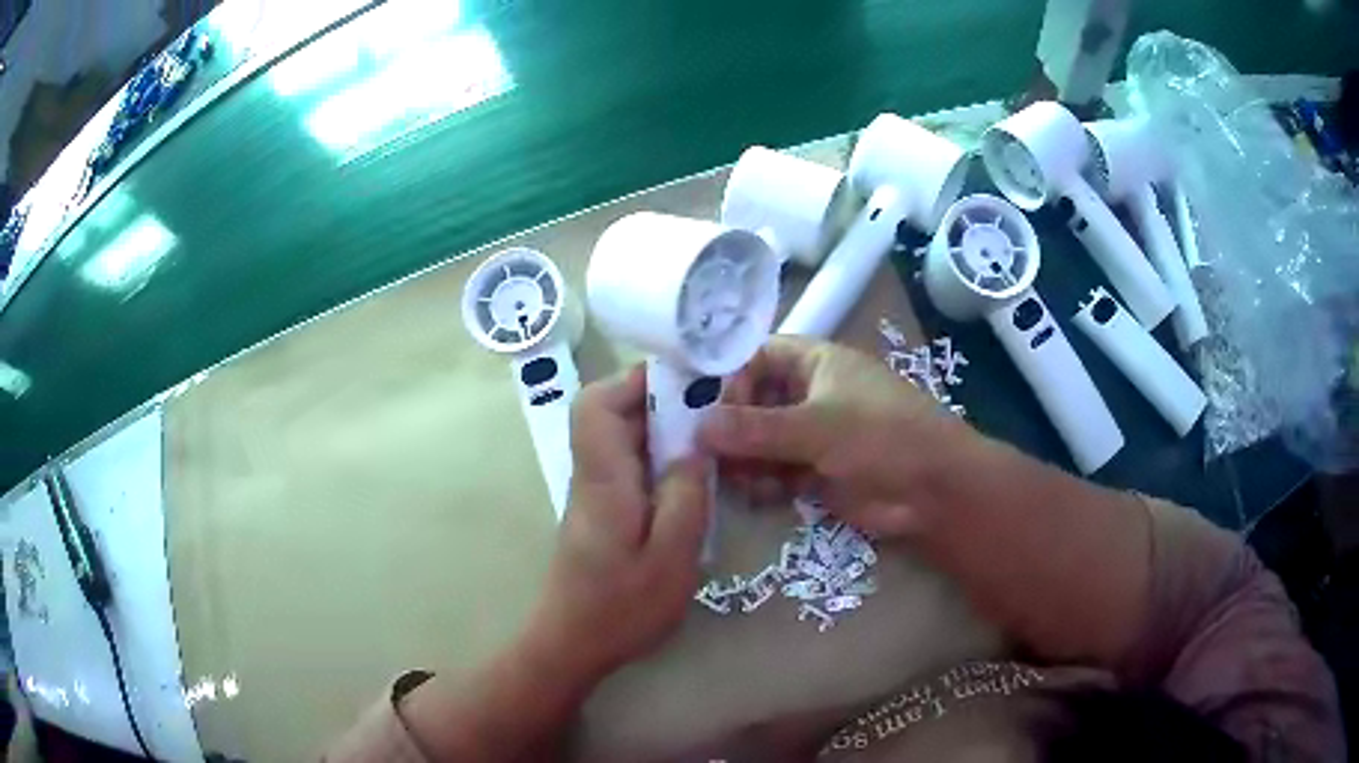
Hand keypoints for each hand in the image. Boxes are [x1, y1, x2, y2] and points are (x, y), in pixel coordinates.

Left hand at [523, 365, 710, 684]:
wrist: (573, 643)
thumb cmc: (621, 607)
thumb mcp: (671, 557)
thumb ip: (686, 497)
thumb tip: (695, 448)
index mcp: (603, 479)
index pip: (595, 405)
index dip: (633, 381)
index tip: (683, 382)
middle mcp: (592, 476)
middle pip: (607, 412)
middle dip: (656, 400)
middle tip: (707, 410)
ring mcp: (594, 494)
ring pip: (619, 437)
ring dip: (658, 428)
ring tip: (706, 439)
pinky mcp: (601, 512)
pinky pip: (627, 464)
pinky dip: (656, 457)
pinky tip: (688, 478)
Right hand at [698, 336, 973, 537]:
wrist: (933, 490)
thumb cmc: (880, 436)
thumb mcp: (816, 426)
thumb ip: (755, 428)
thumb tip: (697, 427)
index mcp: (815, 364)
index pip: (757, 357)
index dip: (731, 378)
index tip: (709, 410)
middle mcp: (810, 395)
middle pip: (754, 402)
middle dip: (730, 427)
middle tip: (703, 453)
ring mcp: (814, 435)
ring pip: (762, 441)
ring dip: (742, 459)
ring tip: (727, 478)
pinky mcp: (817, 472)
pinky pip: (776, 472)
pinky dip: (762, 483)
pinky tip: (755, 495)